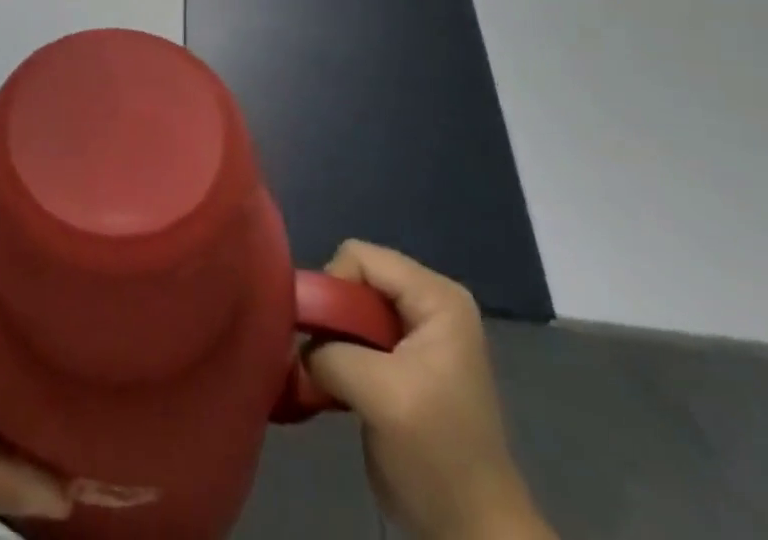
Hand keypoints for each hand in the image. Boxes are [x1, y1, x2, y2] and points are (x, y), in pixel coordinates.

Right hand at [306, 243, 554, 539]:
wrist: (472, 533)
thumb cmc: (437, 454)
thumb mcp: (380, 394)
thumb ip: (330, 352)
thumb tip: (295, 344)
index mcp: (436, 297)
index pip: (360, 256)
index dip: (334, 288)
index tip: (325, 337)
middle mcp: (427, 303)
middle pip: (353, 279)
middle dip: (331, 316)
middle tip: (324, 359)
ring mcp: (414, 333)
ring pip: (348, 309)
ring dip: (330, 341)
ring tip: (326, 376)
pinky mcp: (399, 362)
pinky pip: (353, 336)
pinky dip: (335, 357)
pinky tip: (332, 387)